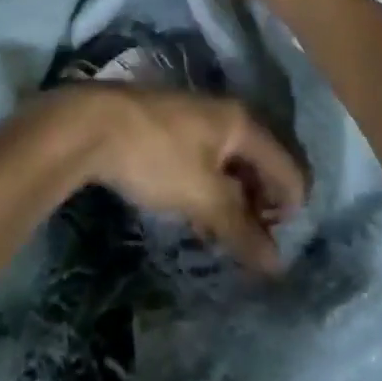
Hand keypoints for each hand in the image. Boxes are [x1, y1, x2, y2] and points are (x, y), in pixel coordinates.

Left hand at [59, 85, 306, 272]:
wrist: (92, 124)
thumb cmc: (156, 156)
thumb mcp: (203, 197)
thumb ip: (242, 230)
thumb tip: (278, 266)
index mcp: (243, 123)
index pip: (288, 169)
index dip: (289, 211)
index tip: (272, 247)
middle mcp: (226, 115)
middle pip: (262, 165)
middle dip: (260, 208)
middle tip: (247, 246)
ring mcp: (198, 118)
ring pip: (232, 166)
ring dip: (233, 203)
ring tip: (220, 238)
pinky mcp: (173, 128)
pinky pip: (207, 163)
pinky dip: (210, 191)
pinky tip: (195, 218)